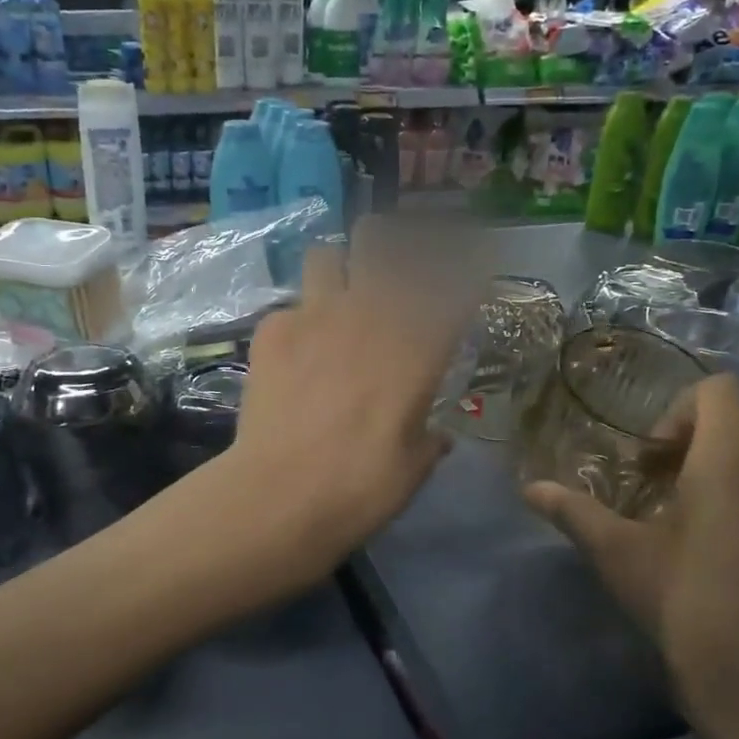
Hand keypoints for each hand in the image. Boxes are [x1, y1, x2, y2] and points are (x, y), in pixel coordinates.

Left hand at [218, 219, 469, 575]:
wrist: (280, 495)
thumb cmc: (362, 488)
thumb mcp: (413, 469)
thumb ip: (430, 441)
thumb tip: (440, 436)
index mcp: (417, 349)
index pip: (454, 286)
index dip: (465, 271)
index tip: (466, 272)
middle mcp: (369, 316)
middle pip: (380, 242)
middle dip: (388, 243)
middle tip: (386, 266)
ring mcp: (315, 316)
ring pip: (325, 255)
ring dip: (335, 271)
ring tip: (333, 299)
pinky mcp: (272, 331)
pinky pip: (287, 308)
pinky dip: (295, 325)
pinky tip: (291, 355)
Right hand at [523, 373, 738, 738]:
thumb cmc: (685, 605)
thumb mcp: (618, 554)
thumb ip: (573, 511)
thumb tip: (529, 487)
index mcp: (730, 463)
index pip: (718, 390)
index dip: (676, 409)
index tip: (648, 458)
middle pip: (737, 424)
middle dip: (691, 441)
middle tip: (654, 484)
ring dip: (718, 470)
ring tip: (682, 517)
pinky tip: (717, 551)